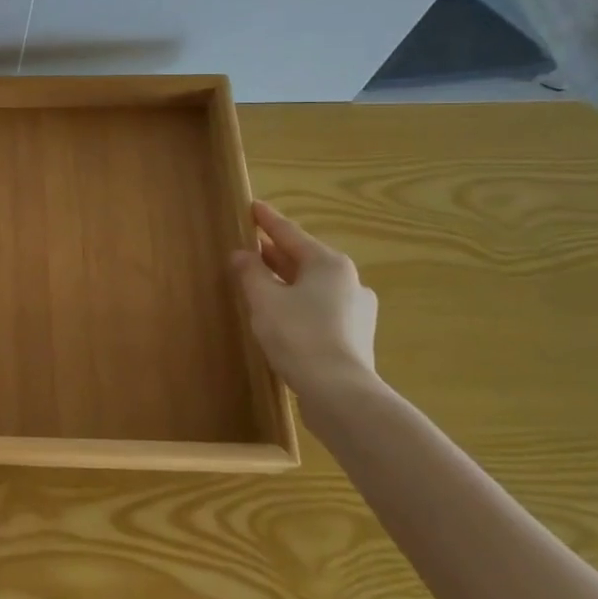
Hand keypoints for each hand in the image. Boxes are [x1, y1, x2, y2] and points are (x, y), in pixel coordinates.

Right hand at [231, 201, 379, 402]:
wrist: (340, 392)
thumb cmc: (298, 335)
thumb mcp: (263, 299)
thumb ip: (250, 272)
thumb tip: (241, 254)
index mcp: (328, 263)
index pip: (289, 233)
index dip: (267, 220)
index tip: (252, 206)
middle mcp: (348, 280)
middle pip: (304, 259)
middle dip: (275, 252)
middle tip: (250, 245)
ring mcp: (356, 310)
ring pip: (312, 285)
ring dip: (286, 280)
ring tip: (260, 282)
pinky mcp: (354, 336)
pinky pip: (319, 308)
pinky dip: (297, 303)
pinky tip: (281, 315)